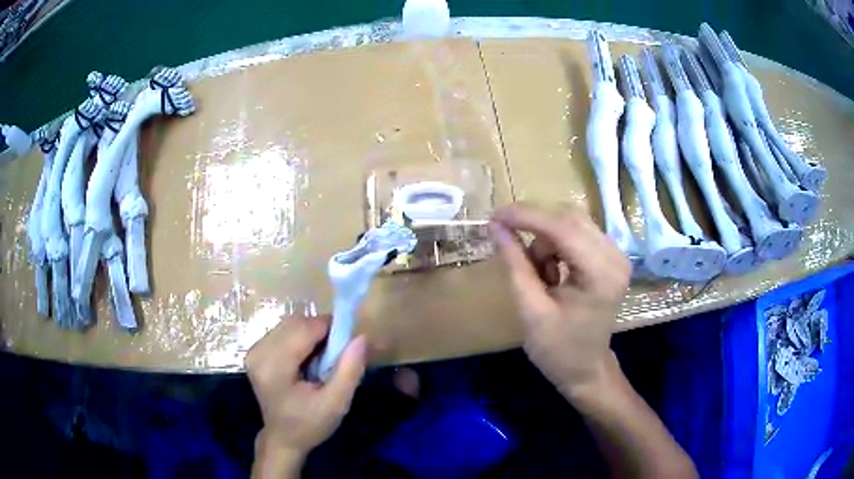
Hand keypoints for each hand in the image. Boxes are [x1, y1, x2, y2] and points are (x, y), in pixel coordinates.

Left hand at [246, 315, 366, 474]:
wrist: (283, 438)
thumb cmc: (310, 424)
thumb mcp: (336, 403)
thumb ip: (350, 370)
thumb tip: (361, 337)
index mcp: (274, 367)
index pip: (304, 329)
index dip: (330, 329)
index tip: (348, 342)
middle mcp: (258, 353)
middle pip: (295, 322)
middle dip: (320, 331)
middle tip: (336, 353)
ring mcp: (254, 351)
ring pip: (289, 323)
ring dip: (310, 334)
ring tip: (321, 358)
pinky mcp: (255, 352)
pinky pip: (282, 331)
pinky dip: (299, 338)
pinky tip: (306, 359)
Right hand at [489, 203, 629, 399]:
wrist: (586, 369)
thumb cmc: (558, 349)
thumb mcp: (530, 311)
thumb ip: (516, 265)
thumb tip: (497, 227)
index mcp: (601, 275)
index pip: (563, 229)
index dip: (527, 216)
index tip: (495, 215)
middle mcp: (615, 257)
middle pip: (570, 218)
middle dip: (536, 228)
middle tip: (509, 244)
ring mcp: (616, 255)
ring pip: (572, 223)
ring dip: (546, 239)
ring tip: (537, 273)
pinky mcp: (610, 257)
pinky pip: (578, 233)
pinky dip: (556, 245)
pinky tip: (551, 271)